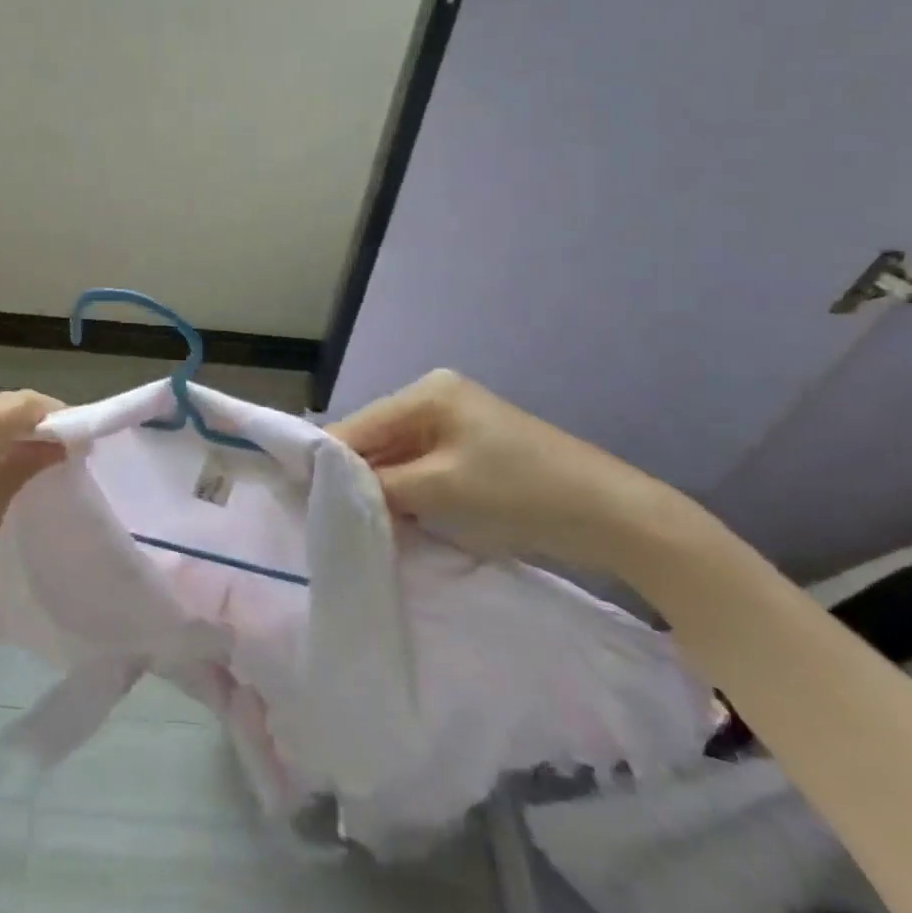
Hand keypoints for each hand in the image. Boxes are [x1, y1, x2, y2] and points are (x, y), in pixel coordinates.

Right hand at [328, 370, 669, 570]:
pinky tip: (393, 519)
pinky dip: (406, 493)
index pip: (359, 424)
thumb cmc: (521, 493)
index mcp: (428, 391)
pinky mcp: (472, 451)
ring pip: (397, 456)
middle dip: (355, 475)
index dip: (327, 459)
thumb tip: (328, 486)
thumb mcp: (440, 489)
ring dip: (380, 488)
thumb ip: (378, 484)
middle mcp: (437, 397)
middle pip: (377, 438)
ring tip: (351, 520)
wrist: (615, 517)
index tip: (295, 494)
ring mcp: (457, 423)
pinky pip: (422, 468)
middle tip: (322, 514)